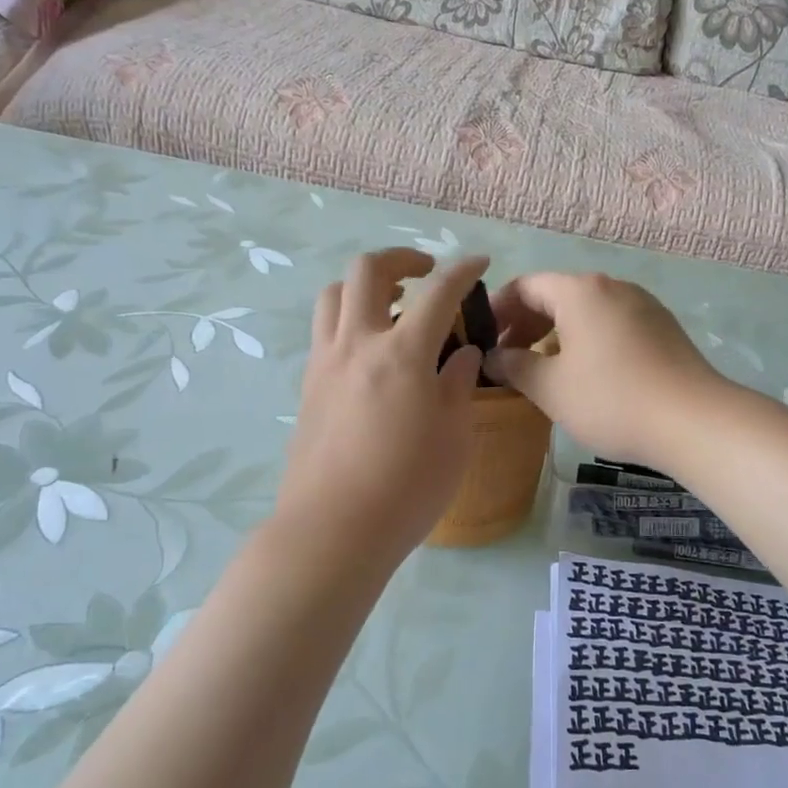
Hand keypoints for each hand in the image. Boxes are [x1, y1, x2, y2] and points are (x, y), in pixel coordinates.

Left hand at [275, 250, 489, 570]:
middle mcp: (357, 344)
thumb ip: (459, 384)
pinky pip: (324, 330)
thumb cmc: (408, 486)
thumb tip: (462, 354)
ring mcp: (325, 363)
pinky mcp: (308, 386)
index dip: (462, 270)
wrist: (334, 529)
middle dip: (401, 258)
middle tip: (426, 274)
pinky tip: (371, 352)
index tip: (479, 262)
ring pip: (334, 294)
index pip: (438, 292)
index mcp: (403, 353)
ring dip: (365, 285)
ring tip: (391, 305)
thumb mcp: (454, 436)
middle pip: (367, 271)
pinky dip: (349, 319)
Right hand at [486, 272, 723, 467]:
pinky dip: (587, 341)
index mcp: (580, 291)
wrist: (693, 420)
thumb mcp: (551, 387)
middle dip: (526, 324)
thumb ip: (515, 366)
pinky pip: (612, 325)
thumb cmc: (611, 399)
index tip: (483, 340)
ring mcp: (643, 305)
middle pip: (557, 295)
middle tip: (508, 359)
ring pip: (586, 312)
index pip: (525, 286)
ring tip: (543, 370)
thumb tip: (492, 357)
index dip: (498, 310)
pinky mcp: (662, 328)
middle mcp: (613, 287)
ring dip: (557, 335)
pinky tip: (585, 375)